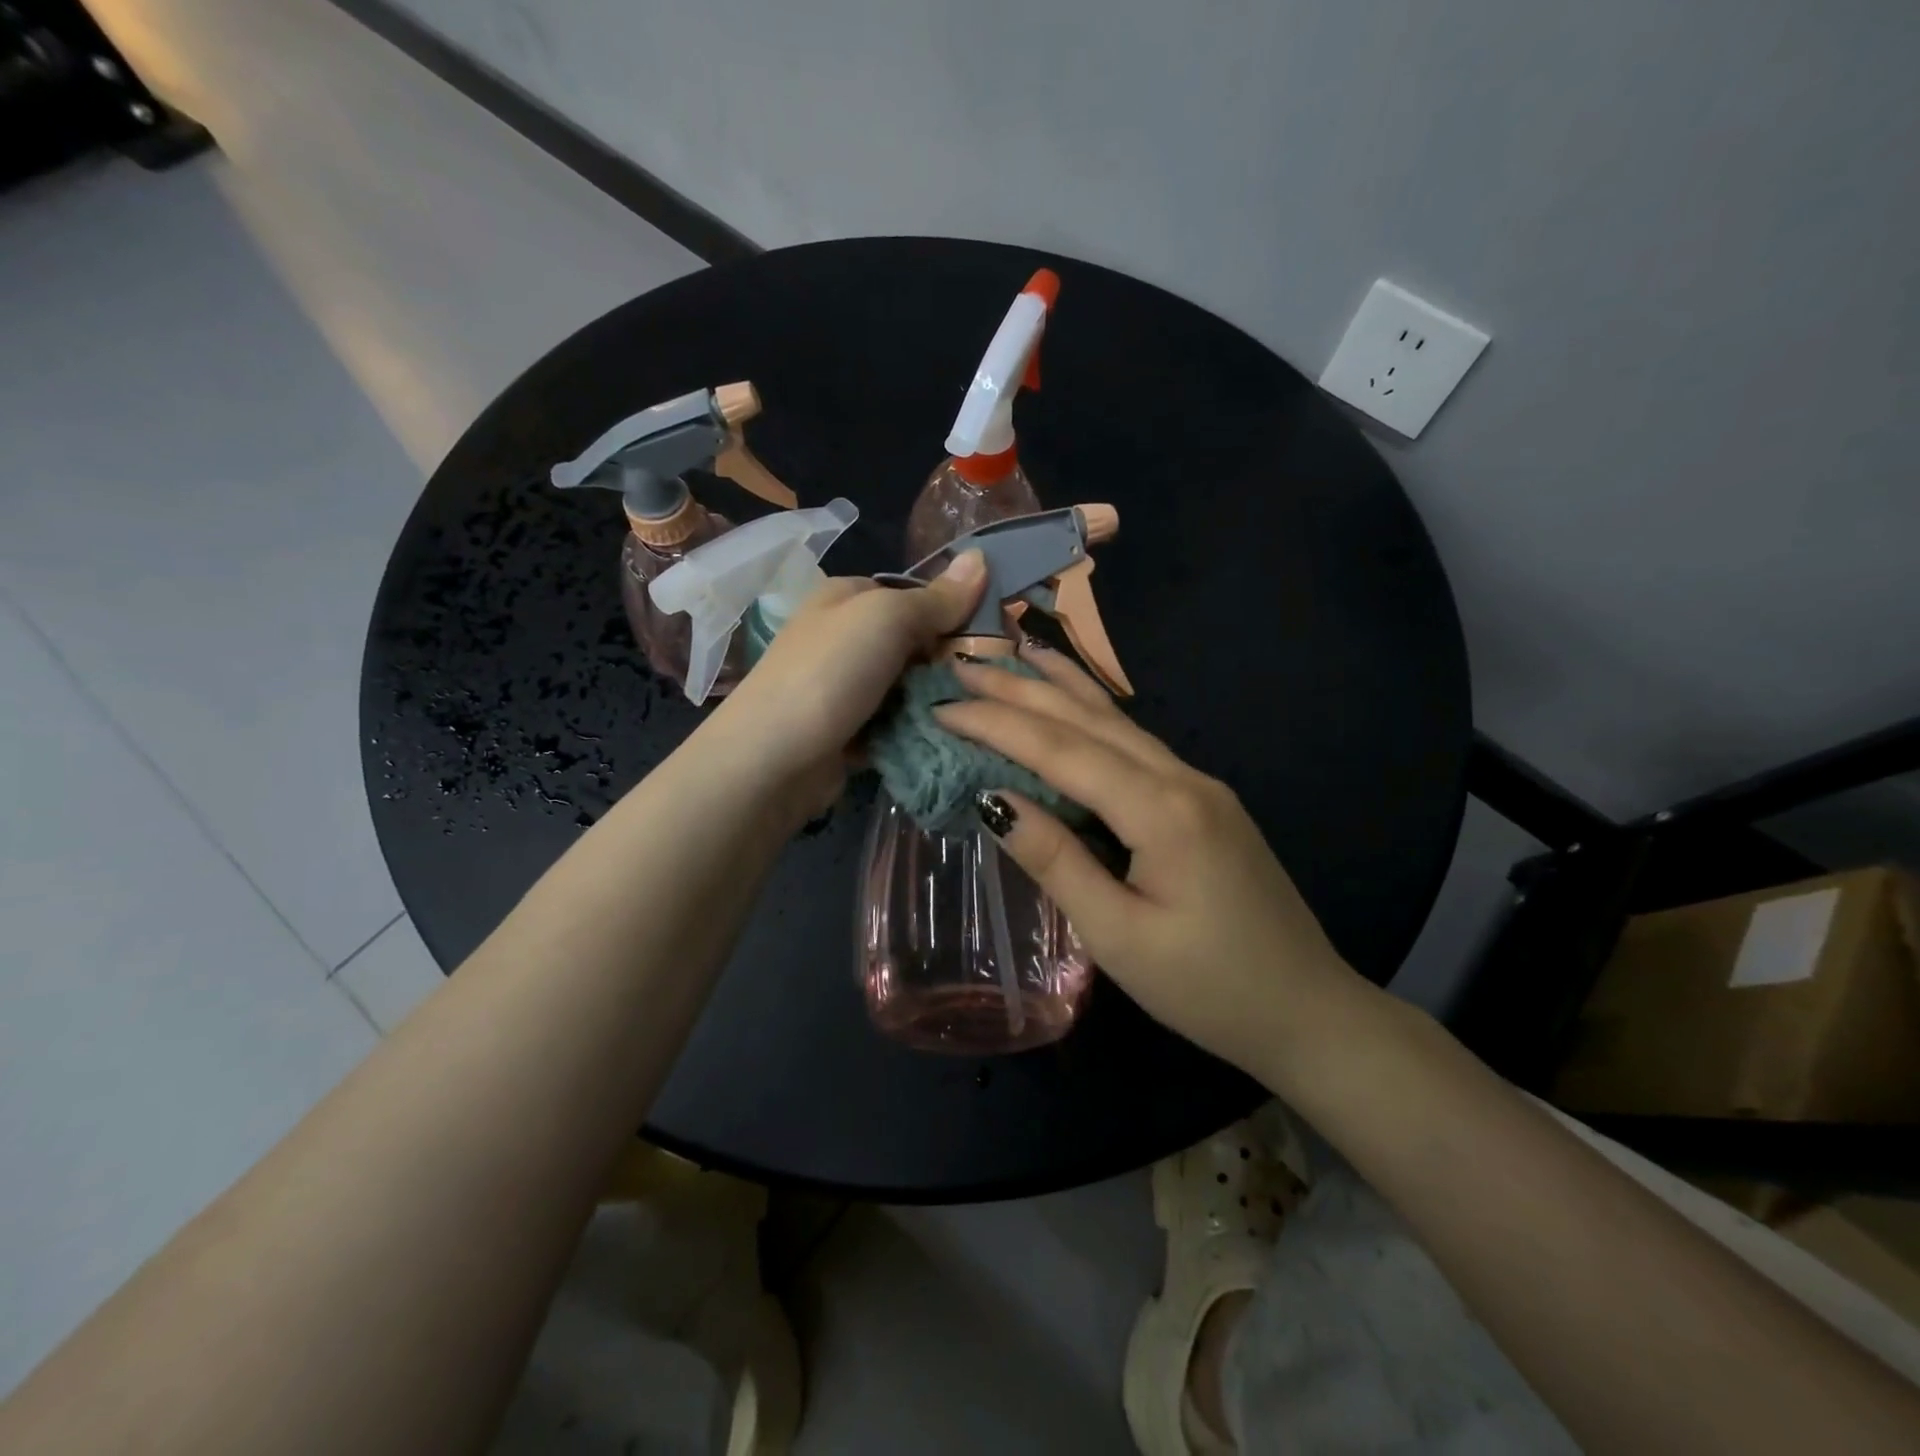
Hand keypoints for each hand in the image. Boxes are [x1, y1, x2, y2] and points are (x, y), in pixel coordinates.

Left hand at [703, 551, 986, 813]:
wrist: (773, 760)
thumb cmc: (830, 673)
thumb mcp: (887, 619)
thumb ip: (936, 597)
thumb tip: (983, 555)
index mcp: (846, 598)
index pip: (913, 595)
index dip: (953, 611)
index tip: (995, 635)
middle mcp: (844, 638)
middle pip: (914, 643)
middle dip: (948, 661)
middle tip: (990, 681)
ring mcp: (846, 687)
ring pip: (909, 687)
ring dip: (936, 700)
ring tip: (978, 712)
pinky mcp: (851, 731)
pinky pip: (897, 723)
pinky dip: (918, 729)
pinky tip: (950, 738)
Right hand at [935, 643, 1365, 1078]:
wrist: (1308, 1011)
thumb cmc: (1208, 987)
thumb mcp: (1119, 937)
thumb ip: (1056, 861)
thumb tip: (992, 801)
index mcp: (1161, 811)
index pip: (1062, 750)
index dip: (998, 724)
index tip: (943, 707)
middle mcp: (1182, 778)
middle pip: (1089, 719)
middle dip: (1022, 689)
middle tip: (963, 664)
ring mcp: (1198, 784)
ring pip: (1116, 721)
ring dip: (1059, 688)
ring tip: (1014, 654)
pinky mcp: (1202, 800)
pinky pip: (1135, 743)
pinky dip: (1092, 714)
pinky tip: (1075, 703)